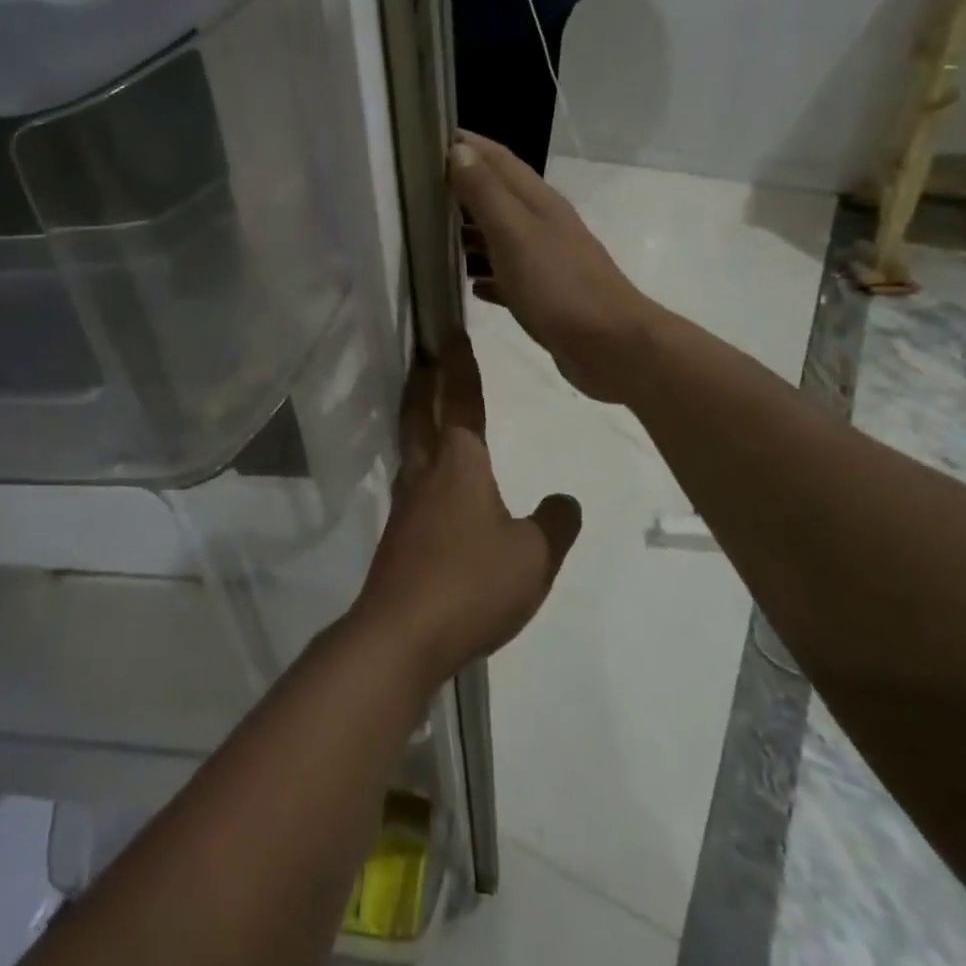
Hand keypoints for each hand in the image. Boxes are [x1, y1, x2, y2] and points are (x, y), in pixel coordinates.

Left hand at [352, 334, 580, 687]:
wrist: (402, 633)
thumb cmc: (472, 583)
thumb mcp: (534, 557)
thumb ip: (555, 525)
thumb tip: (567, 500)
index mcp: (460, 464)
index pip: (462, 400)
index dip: (460, 365)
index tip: (450, 333)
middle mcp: (426, 473)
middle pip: (420, 413)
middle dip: (423, 381)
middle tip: (425, 356)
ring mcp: (406, 504)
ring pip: (410, 445)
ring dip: (417, 417)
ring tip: (427, 408)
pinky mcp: (398, 534)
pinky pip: (411, 482)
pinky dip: (420, 462)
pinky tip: (433, 484)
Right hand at [449, 131, 651, 403]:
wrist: (611, 347)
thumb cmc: (558, 286)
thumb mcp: (514, 234)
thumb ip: (485, 193)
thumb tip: (457, 150)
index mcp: (537, 202)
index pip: (497, 158)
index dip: (466, 144)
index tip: (427, 136)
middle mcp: (542, 224)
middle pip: (496, 195)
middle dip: (459, 187)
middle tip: (416, 188)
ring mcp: (545, 260)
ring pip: (499, 235)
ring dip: (468, 232)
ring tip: (429, 236)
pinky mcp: (544, 295)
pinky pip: (506, 276)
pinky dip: (485, 274)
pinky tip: (466, 285)